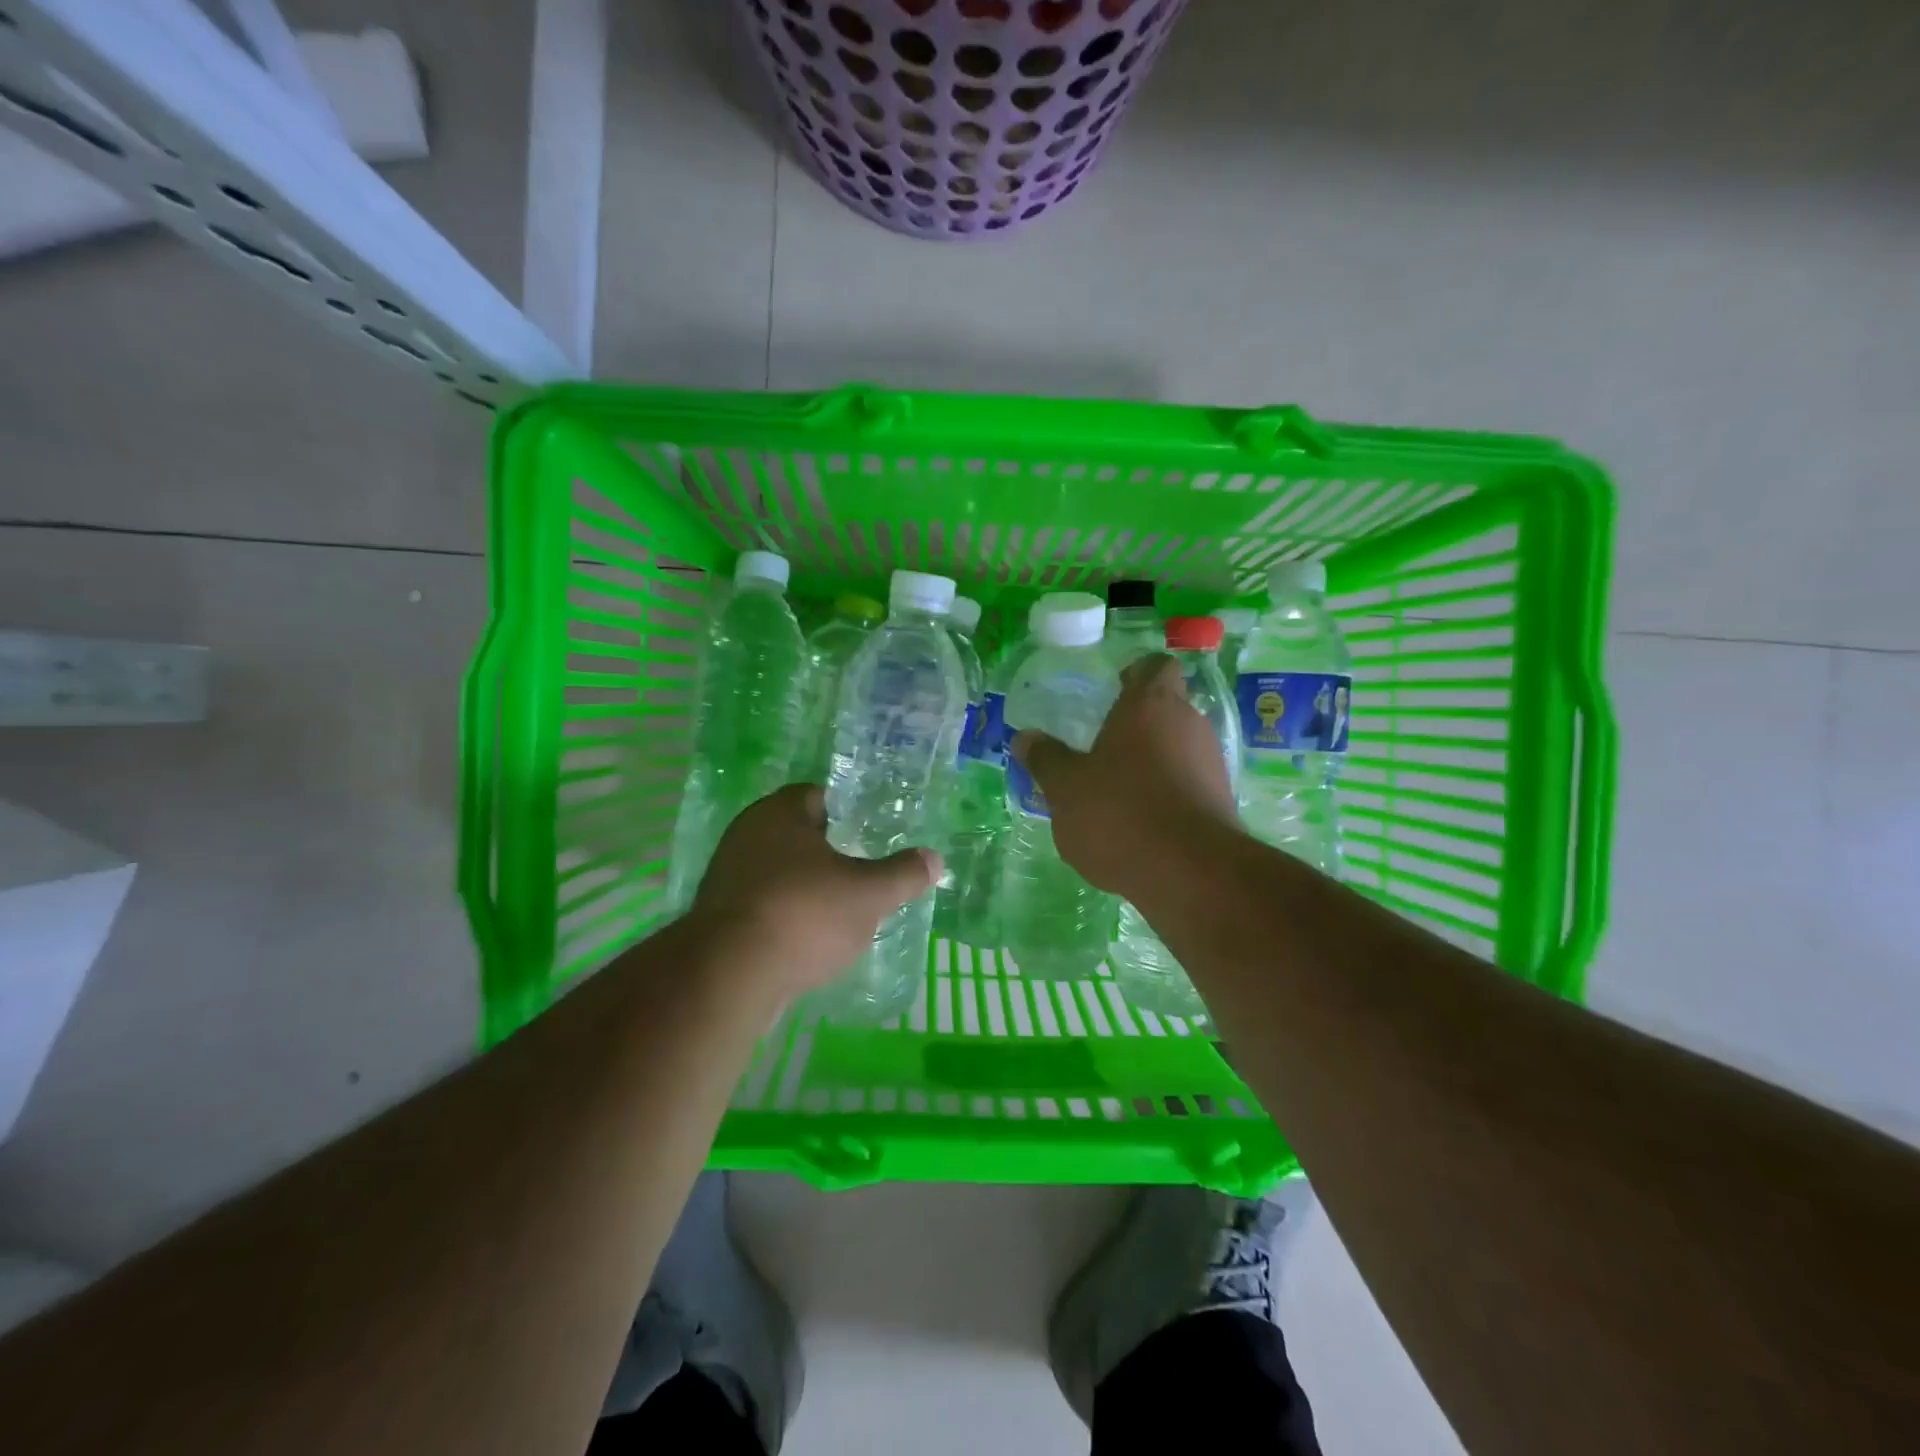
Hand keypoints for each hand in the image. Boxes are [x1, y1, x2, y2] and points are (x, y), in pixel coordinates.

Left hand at [690, 784, 941, 995]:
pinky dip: (783, 916)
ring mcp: (725, 876)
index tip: (867, 835)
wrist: (729, 976)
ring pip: (776, 871)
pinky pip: (761, 905)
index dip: (845, 812)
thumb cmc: (805, 914)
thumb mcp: (869, 894)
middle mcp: (746, 834)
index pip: (816, 796)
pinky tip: (805, 939)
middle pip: (795, 834)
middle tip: (859, 872)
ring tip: (837, 910)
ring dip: (803, 886)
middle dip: (825, 852)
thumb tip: (934, 859)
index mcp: (779, 813)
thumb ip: (903, 874)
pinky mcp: (716, 917)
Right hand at [1011, 654, 1237, 897]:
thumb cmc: (1119, 813)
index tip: (1115, 689)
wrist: (1190, 872)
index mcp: (1150, 705)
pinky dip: (1168, 791)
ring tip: (1119, 790)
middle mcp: (1188, 723)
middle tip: (1103, 746)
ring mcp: (1211, 761)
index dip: (1136, 673)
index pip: (1154, 666)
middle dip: (1138, 723)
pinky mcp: (1222, 799)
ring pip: (1179, 746)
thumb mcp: (1066, 788)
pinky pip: (1189, 781)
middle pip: (1167, 707)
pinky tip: (1142, 822)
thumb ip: (1045, 759)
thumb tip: (1024, 737)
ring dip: (1152, 760)